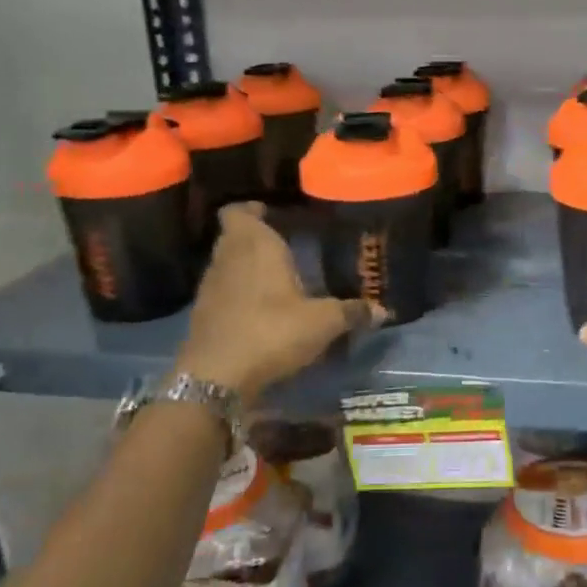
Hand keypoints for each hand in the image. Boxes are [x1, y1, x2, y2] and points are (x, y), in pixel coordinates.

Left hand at [176, 203, 383, 402]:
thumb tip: (383, 310)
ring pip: (227, 263)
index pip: (239, 211)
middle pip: (234, 236)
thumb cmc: (272, 331)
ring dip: (246, 266)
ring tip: (276, 278)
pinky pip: (223, 291)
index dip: (252, 210)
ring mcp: (210, 287)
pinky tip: (260, 309)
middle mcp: (228, 258)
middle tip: (284, 245)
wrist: (216, 376)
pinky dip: (238, 293)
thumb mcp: (322, 323)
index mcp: (255, 246)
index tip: (270, 213)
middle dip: (256, 238)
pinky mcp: (202, 314)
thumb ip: (351, 312)